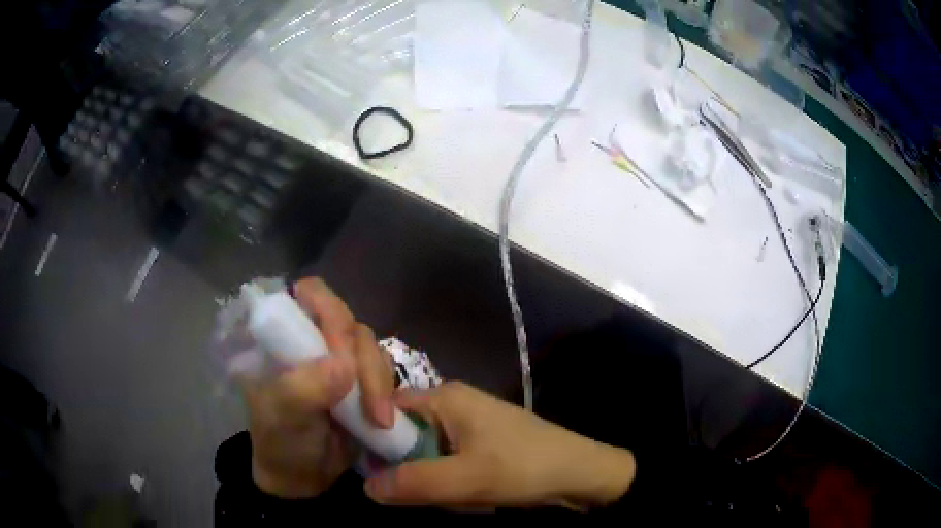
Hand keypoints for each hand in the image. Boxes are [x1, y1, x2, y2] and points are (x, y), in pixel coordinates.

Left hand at [242, 278, 395, 498]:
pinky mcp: (362, 382)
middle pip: (349, 324)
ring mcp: (340, 362)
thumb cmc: (280, 443)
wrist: (303, 479)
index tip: (342, 356)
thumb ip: (304, 390)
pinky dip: (388, 391)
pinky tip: (385, 417)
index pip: (309, 296)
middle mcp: (313, 341)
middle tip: (370, 407)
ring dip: (379, 382)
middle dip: (364, 364)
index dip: (330, 315)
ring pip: (371, 348)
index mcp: (284, 338)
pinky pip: (384, 371)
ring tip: (379, 420)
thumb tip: (344, 365)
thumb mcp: (283, 418)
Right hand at [364, 382, 635, 508]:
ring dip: (432, 478)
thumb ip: (413, 482)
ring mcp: (468, 423)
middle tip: (425, 492)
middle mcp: (452, 403)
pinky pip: (447, 459)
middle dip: (410, 467)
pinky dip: (449, 479)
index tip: (368, 470)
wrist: (581, 473)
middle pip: (405, 433)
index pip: (386, 407)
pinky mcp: (480, 442)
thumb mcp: (467, 479)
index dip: (373, 436)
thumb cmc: (525, 468)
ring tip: (456, 496)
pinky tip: (470, 495)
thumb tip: (366, 486)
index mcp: (444, 397)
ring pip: (426, 452)